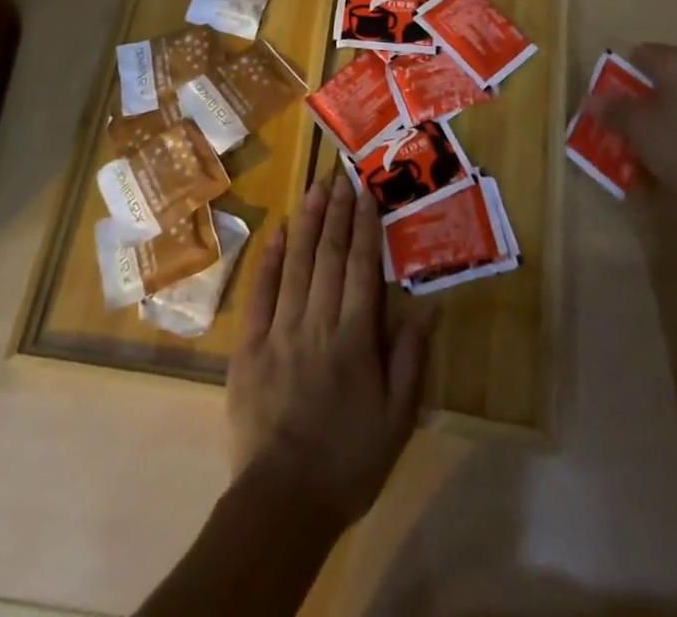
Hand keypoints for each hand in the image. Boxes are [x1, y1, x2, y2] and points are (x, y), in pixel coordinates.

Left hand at [228, 172, 433, 529]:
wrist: (283, 502)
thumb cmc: (348, 460)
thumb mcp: (397, 418)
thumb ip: (410, 358)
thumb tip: (427, 306)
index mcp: (354, 339)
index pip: (361, 268)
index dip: (364, 227)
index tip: (366, 193)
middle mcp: (317, 323)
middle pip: (328, 256)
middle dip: (336, 212)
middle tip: (341, 175)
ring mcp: (279, 330)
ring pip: (296, 264)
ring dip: (306, 223)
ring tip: (315, 188)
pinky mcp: (249, 345)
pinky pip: (260, 292)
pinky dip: (269, 258)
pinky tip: (276, 231)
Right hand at [609, 43, 676, 221]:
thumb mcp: (640, 129)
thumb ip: (613, 109)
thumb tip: (592, 98)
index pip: (639, 54)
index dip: (617, 75)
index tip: (605, 104)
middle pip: (657, 83)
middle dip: (634, 107)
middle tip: (616, 132)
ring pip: (675, 109)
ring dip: (653, 129)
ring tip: (637, 157)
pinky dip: (676, 142)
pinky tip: (668, 170)